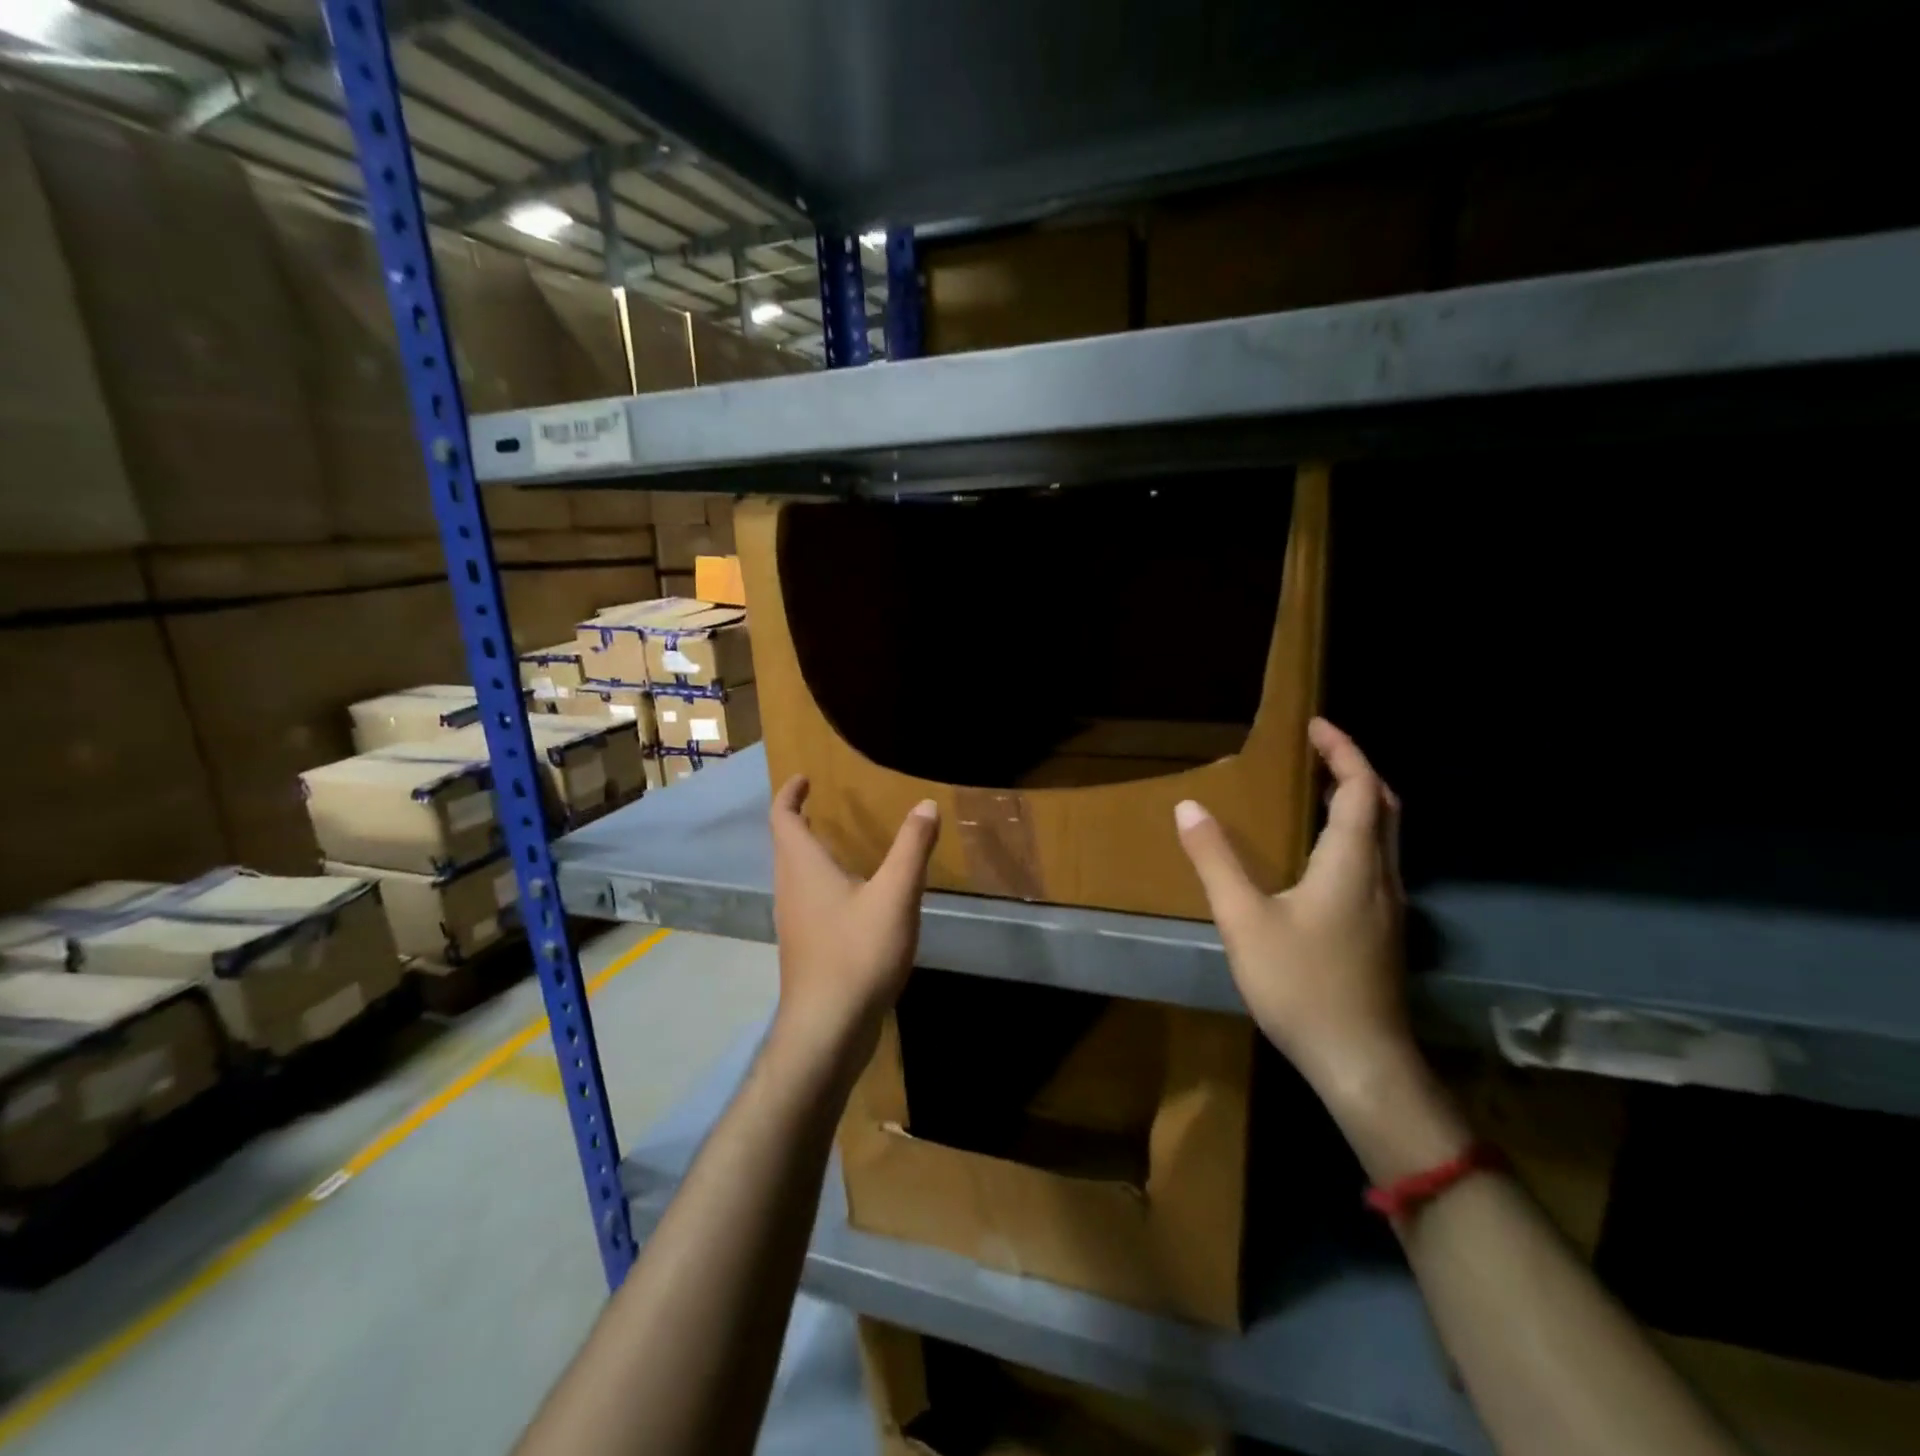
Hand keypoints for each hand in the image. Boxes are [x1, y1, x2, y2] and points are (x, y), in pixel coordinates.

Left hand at [769, 776, 939, 1073]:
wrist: (828, 1027)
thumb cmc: (857, 953)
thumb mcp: (895, 896)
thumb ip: (912, 848)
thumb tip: (926, 804)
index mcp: (803, 868)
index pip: (784, 818)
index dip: (790, 794)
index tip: (804, 777)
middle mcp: (790, 889)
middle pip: (786, 844)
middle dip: (799, 819)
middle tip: (823, 804)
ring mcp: (794, 921)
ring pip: (794, 874)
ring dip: (809, 851)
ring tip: (837, 842)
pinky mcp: (805, 946)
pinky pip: (806, 898)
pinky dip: (820, 881)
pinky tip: (850, 896)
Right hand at [1175, 718, 1415, 1110]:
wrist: (1362, 1063)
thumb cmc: (1302, 985)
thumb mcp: (1244, 920)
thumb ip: (1215, 861)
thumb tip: (1189, 808)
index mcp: (1352, 863)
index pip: (1360, 787)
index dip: (1343, 751)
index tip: (1315, 725)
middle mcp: (1382, 876)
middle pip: (1384, 807)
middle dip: (1355, 770)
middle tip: (1319, 752)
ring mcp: (1390, 908)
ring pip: (1385, 838)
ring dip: (1359, 803)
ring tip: (1318, 793)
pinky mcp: (1385, 933)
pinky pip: (1377, 863)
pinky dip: (1357, 837)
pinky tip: (1324, 858)